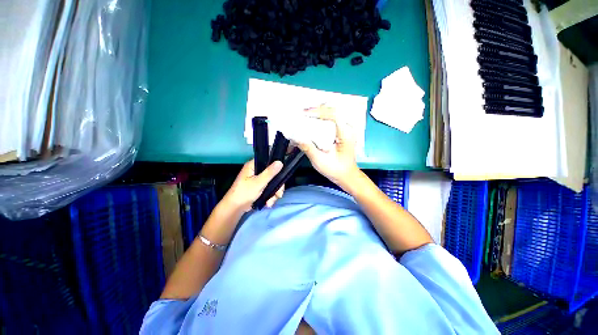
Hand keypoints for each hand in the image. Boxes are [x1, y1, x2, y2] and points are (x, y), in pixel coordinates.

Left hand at [222, 160, 283, 211]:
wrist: (234, 209)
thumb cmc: (244, 193)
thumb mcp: (259, 183)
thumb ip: (270, 173)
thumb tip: (280, 162)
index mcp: (253, 166)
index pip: (268, 161)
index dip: (276, 168)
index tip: (282, 176)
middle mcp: (256, 171)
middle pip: (272, 175)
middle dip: (276, 187)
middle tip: (279, 194)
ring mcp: (257, 180)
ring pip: (272, 184)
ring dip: (274, 194)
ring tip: (270, 202)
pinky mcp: (259, 188)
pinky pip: (269, 189)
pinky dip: (270, 196)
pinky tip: (268, 203)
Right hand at [296, 105, 359, 186]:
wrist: (345, 175)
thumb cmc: (336, 169)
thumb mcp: (320, 161)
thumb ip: (308, 148)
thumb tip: (296, 137)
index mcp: (346, 135)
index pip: (334, 115)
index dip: (319, 111)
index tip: (305, 114)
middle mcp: (348, 128)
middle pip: (332, 110)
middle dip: (316, 109)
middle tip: (302, 112)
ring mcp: (345, 128)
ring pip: (331, 112)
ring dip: (318, 112)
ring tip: (305, 114)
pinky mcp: (341, 130)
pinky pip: (331, 118)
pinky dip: (320, 117)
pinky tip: (312, 119)